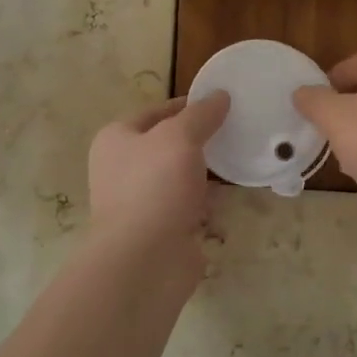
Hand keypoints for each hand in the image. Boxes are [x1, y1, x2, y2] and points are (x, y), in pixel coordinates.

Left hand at [87, 92, 230, 258]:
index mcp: (116, 140)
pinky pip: (190, 205)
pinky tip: (233, 192)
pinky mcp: (162, 229)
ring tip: (240, 156)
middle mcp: (124, 169)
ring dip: (206, 170)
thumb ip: (201, 114)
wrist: (144, 261)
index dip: (187, 105)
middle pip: (168, 145)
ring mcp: (143, 201)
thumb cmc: (154, 187)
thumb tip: (220, 95)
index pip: (156, 112)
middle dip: (200, 138)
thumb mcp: (179, 137)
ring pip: (181, 176)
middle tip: (236, 128)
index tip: (222, 102)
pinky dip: (209, 200)